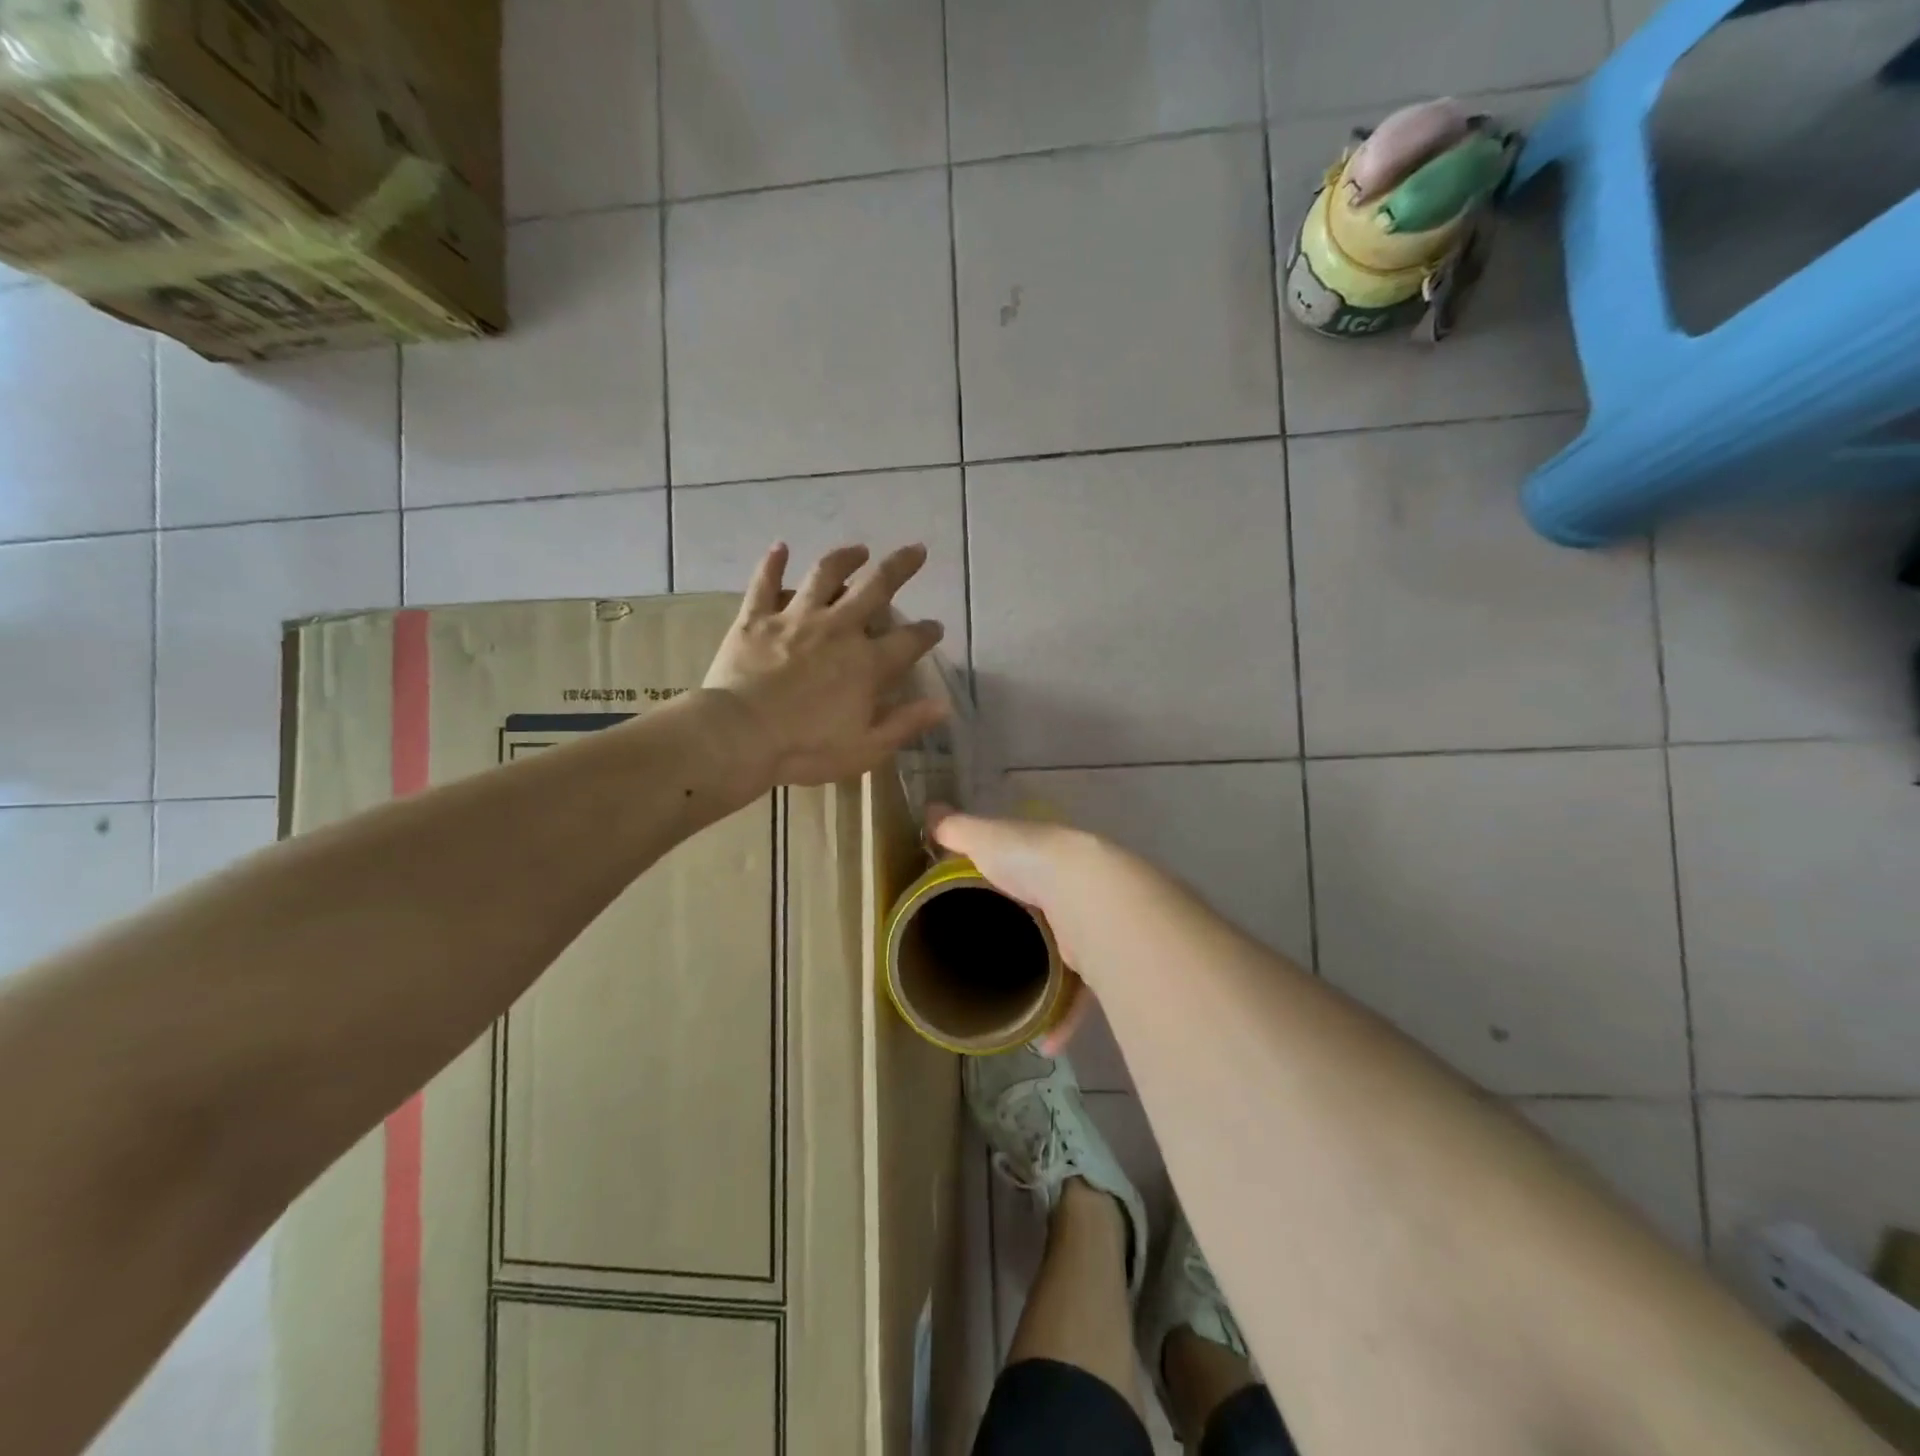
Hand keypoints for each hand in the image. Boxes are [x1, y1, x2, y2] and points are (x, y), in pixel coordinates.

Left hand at [703, 543, 949, 787]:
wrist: (739, 736)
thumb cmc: (805, 748)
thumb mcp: (866, 748)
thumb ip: (905, 724)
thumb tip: (944, 706)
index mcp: (867, 664)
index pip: (908, 641)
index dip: (927, 632)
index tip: (936, 627)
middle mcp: (837, 629)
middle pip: (875, 588)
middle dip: (900, 567)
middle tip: (916, 550)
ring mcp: (795, 619)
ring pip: (825, 575)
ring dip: (845, 558)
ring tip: (859, 550)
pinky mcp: (757, 619)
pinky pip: (765, 583)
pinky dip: (773, 563)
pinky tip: (780, 547)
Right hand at [926, 804, 1117, 1049]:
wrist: (1087, 894)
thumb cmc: (1031, 861)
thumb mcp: (987, 839)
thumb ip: (958, 830)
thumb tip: (929, 813)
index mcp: (1042, 860)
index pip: (1020, 870)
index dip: (1001, 885)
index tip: (977, 910)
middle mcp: (1069, 892)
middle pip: (1042, 918)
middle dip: (1025, 940)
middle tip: (991, 965)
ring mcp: (1087, 927)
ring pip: (1064, 959)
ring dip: (1044, 985)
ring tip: (1014, 1008)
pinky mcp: (1099, 962)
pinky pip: (1081, 994)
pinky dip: (1063, 1017)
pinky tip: (1044, 1039)